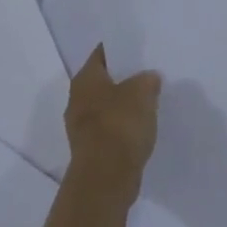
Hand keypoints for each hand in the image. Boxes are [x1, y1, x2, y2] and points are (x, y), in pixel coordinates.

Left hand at [64, 46, 161, 197]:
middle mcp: (77, 99)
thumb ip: (147, 79)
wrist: (106, 178)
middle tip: (148, 72)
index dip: (120, 48)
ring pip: (107, 105)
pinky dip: (124, 126)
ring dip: (124, 103)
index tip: (139, 47)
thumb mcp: (142, 91)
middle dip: (124, 77)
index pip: (102, 53)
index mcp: (85, 79)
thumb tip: (149, 78)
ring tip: (149, 100)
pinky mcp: (91, 149)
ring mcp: (81, 126)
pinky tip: (142, 127)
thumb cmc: (120, 125)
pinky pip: (110, 128)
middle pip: (103, 80)